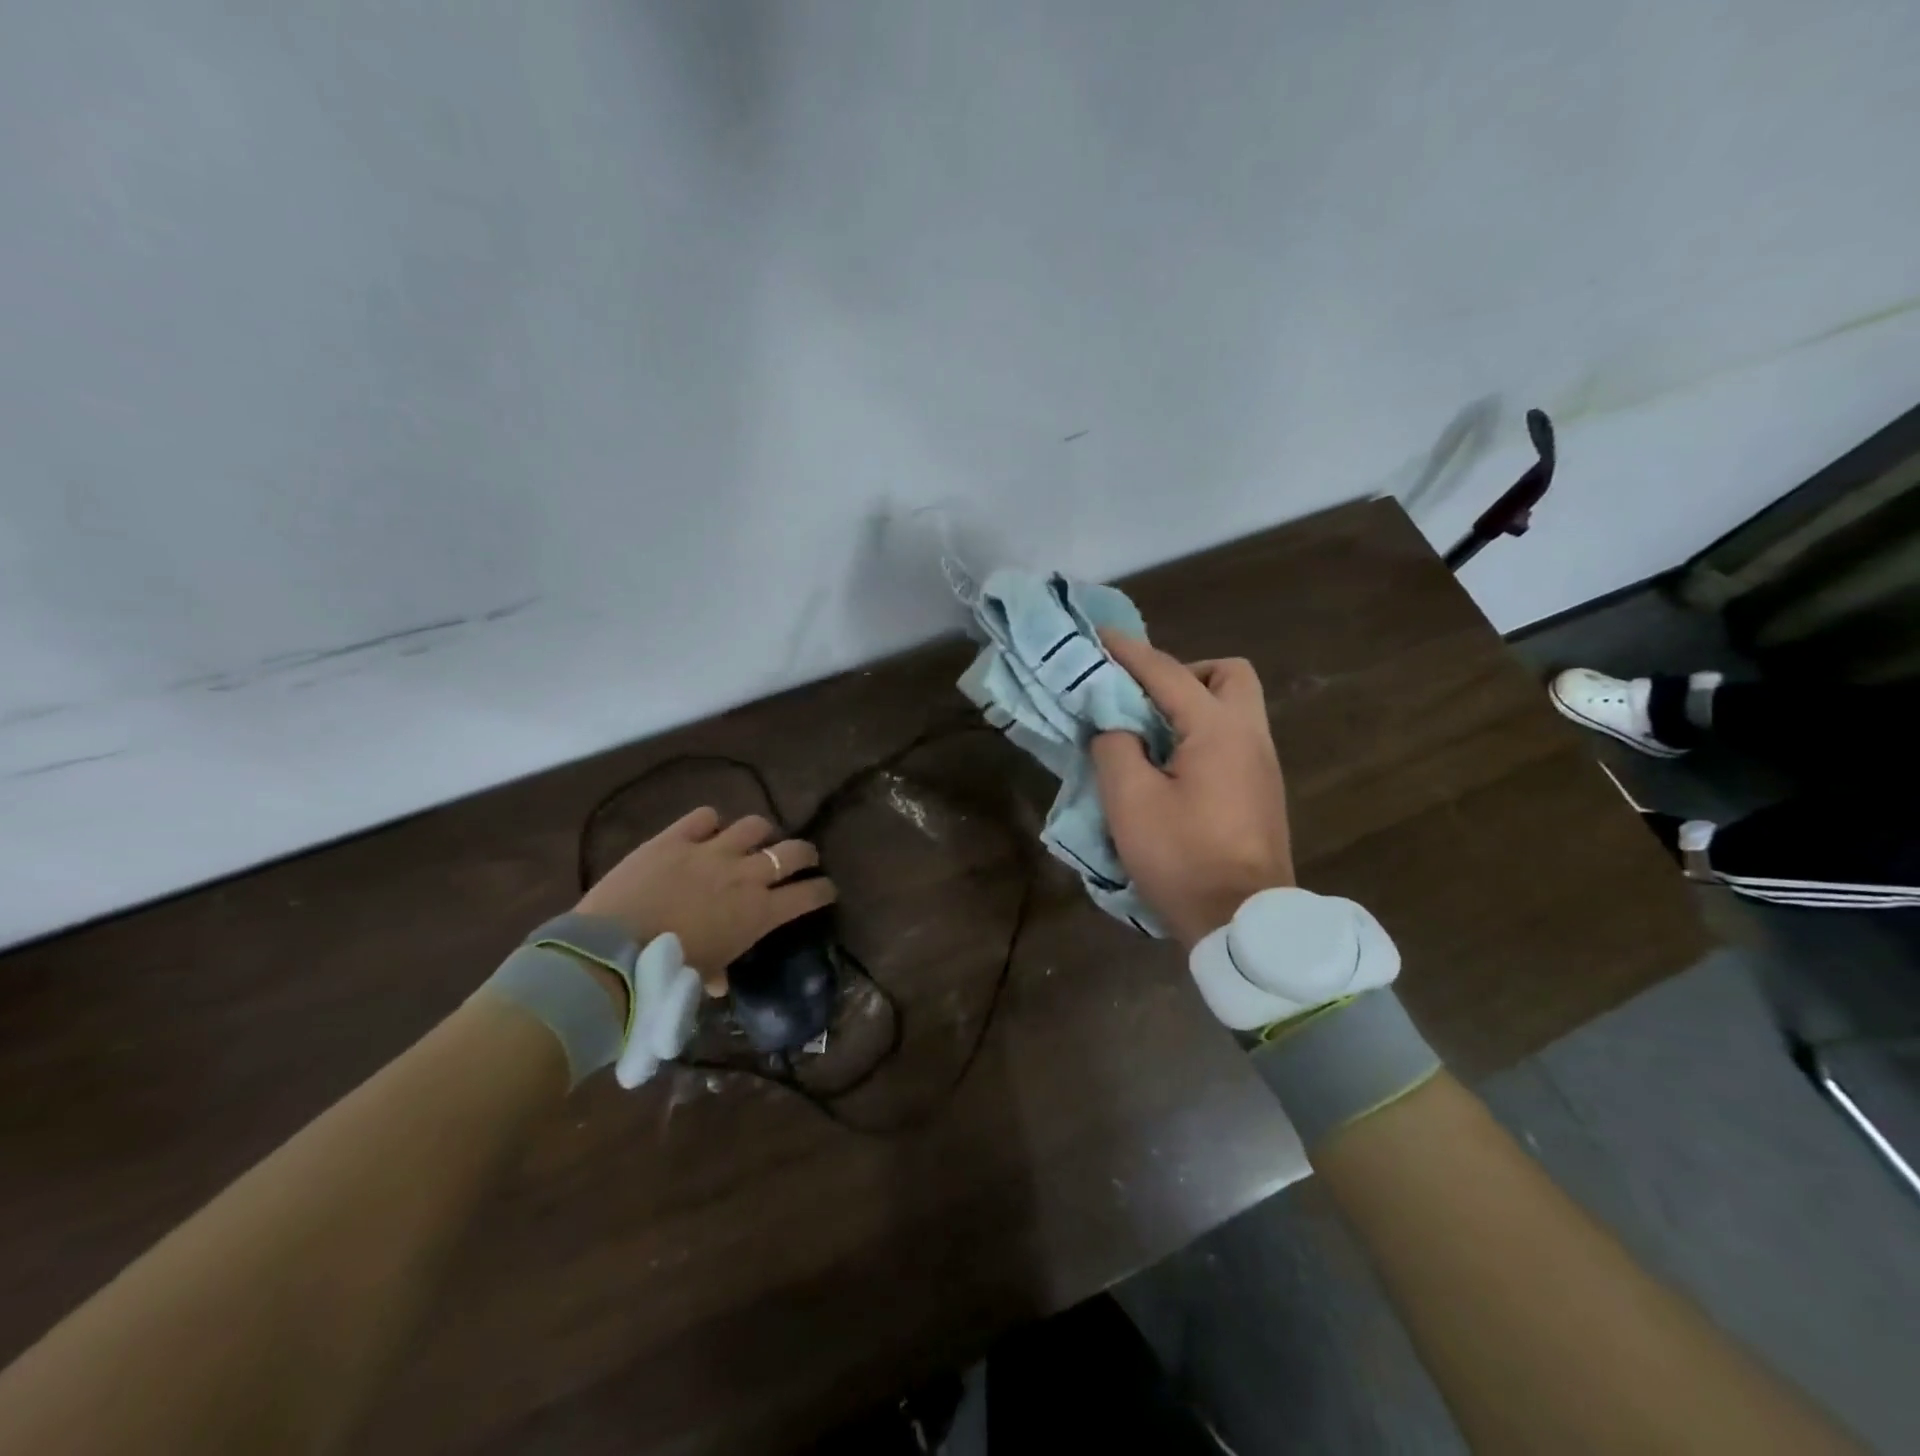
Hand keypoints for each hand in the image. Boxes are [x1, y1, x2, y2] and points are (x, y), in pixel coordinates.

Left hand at [576, 808, 836, 990]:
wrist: (612, 950)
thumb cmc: (665, 973)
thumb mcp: (700, 977)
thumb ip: (716, 973)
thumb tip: (719, 983)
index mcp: (759, 912)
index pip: (809, 894)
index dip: (823, 890)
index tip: (827, 890)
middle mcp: (745, 874)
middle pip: (793, 851)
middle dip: (805, 853)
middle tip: (803, 858)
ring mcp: (711, 850)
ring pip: (754, 825)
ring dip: (760, 832)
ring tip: (756, 839)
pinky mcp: (676, 838)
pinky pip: (704, 816)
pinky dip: (709, 822)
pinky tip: (706, 829)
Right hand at [1090, 630, 1294, 947]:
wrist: (1243, 923)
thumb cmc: (1183, 858)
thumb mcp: (1130, 800)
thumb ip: (1116, 747)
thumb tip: (1117, 729)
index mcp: (1218, 730)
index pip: (1167, 673)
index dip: (1130, 652)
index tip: (1101, 636)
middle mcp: (1250, 737)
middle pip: (1229, 675)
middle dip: (1185, 673)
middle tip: (1145, 699)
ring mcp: (1263, 766)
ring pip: (1236, 708)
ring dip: (1194, 705)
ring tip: (1152, 734)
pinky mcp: (1262, 793)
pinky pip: (1233, 740)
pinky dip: (1202, 735)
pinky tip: (1173, 767)